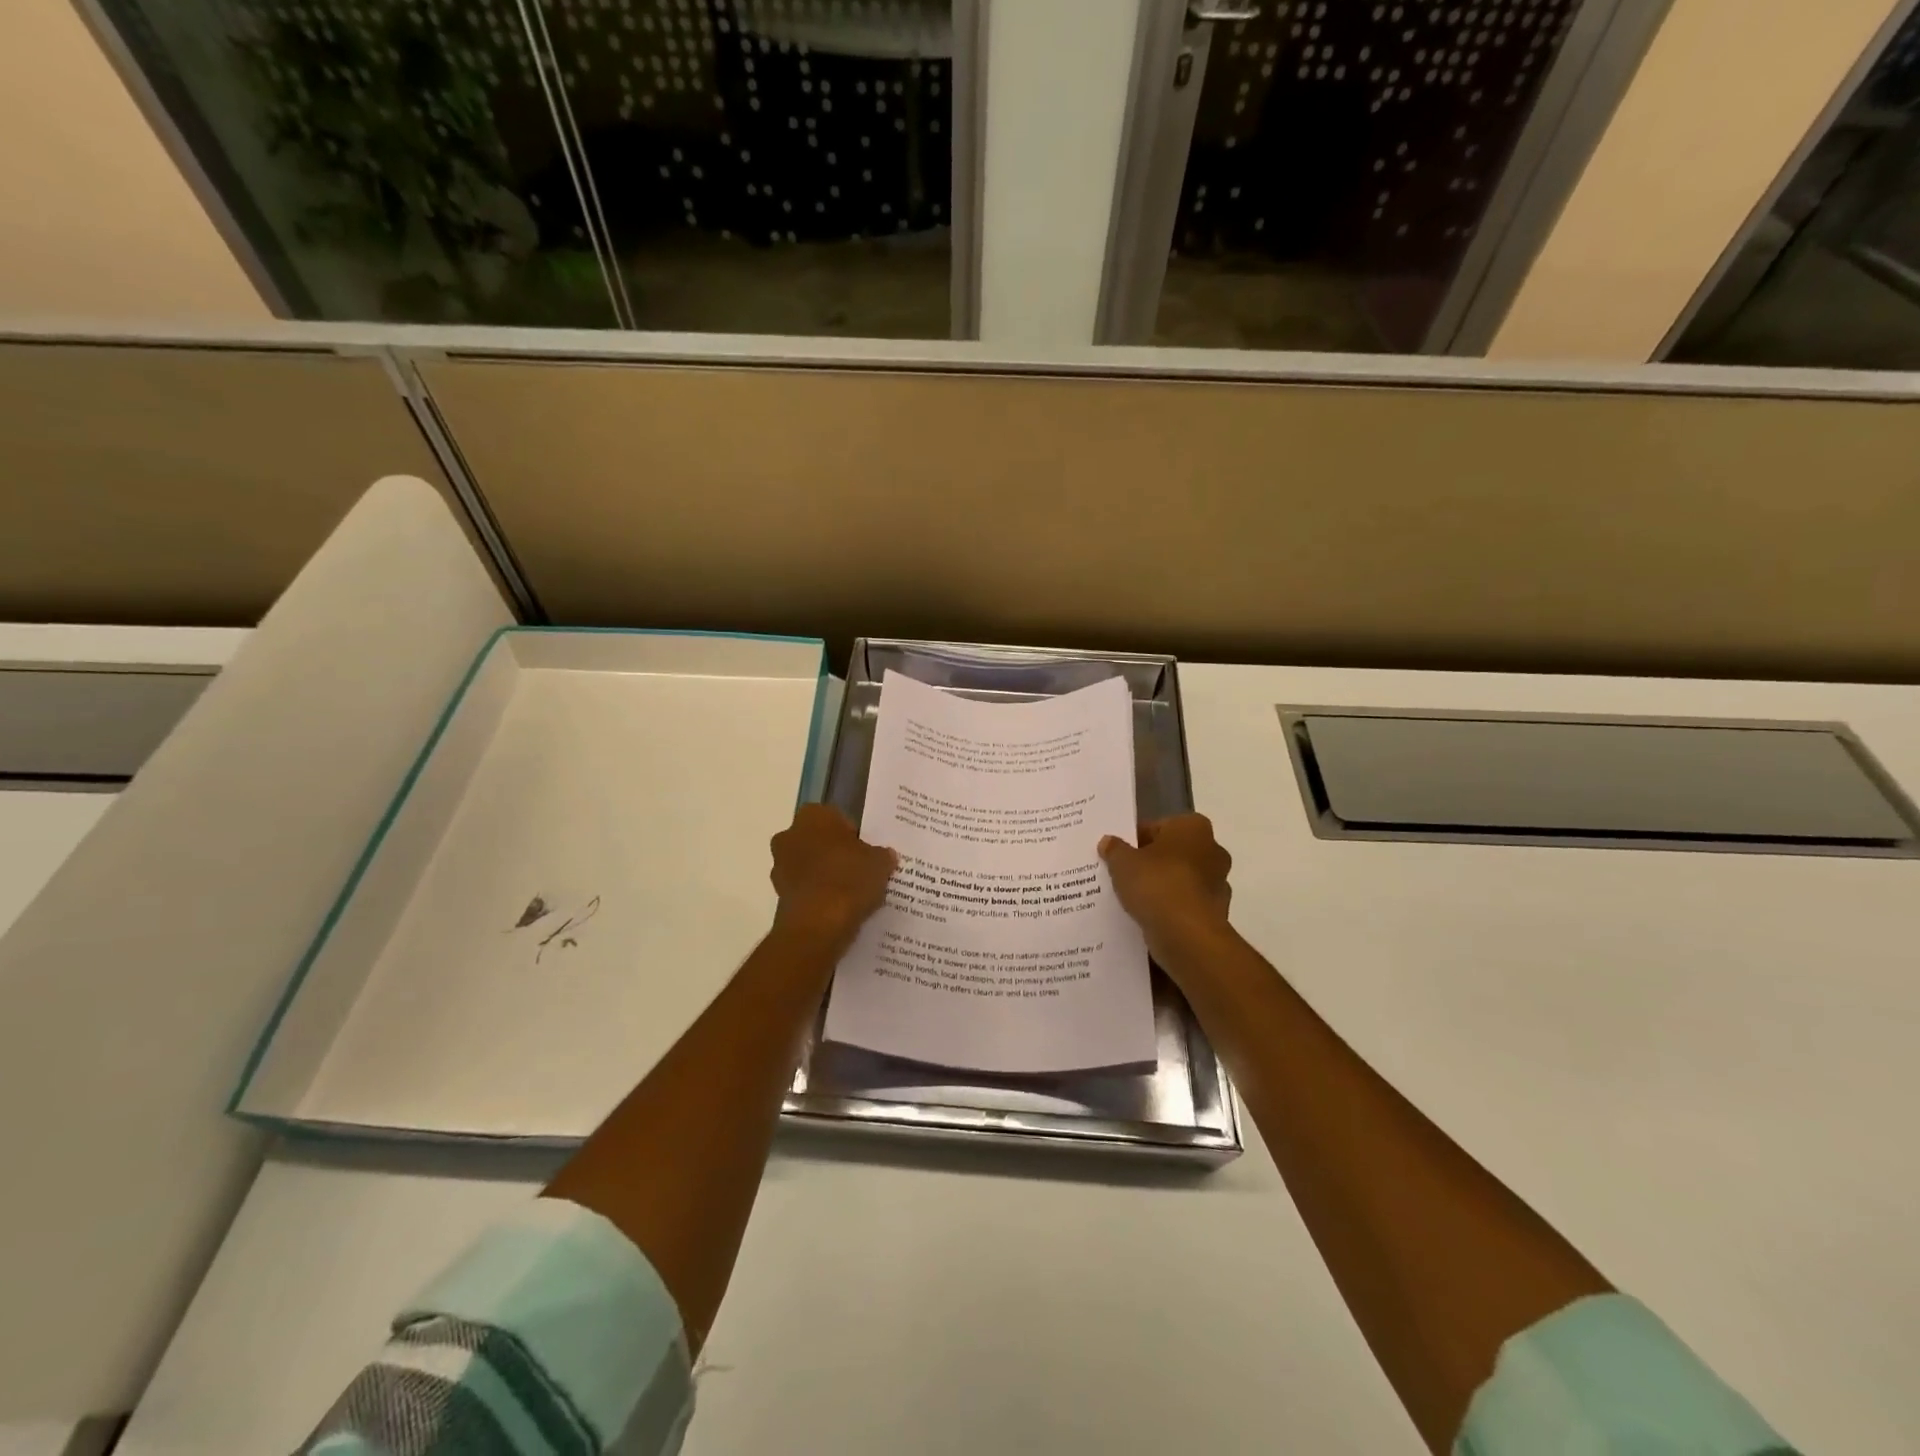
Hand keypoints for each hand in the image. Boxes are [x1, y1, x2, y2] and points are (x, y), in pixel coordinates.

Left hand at [770, 804, 896, 954]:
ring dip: (824, 875)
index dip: (853, 835)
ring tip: (850, 893)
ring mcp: (780, 866)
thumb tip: (885, 856)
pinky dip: (817, 895)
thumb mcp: (880, 863)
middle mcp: (790, 835)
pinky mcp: (778, 894)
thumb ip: (882, 855)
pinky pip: (804, 889)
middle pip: (818, 840)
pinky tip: (837, 908)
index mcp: (813, 816)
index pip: (836, 818)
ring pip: (808, 865)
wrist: (819, 924)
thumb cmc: (849, 879)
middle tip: (859, 870)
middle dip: (835, 853)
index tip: (866, 852)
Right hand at [1099, 814, 1234, 966]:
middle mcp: (1212, 850)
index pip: (1158, 827)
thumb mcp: (1123, 862)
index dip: (1134, 839)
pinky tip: (1147, 917)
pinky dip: (1169, 909)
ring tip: (1131, 899)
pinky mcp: (1215, 913)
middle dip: (1150, 863)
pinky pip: (1184, 905)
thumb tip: (1109, 841)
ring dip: (1160, 887)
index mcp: (1193, 827)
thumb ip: (1114, 849)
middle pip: (1171, 853)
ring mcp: (1217, 884)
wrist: (1187, 936)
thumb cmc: (1157, 885)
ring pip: (1179, 880)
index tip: (1117, 854)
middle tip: (1122, 874)